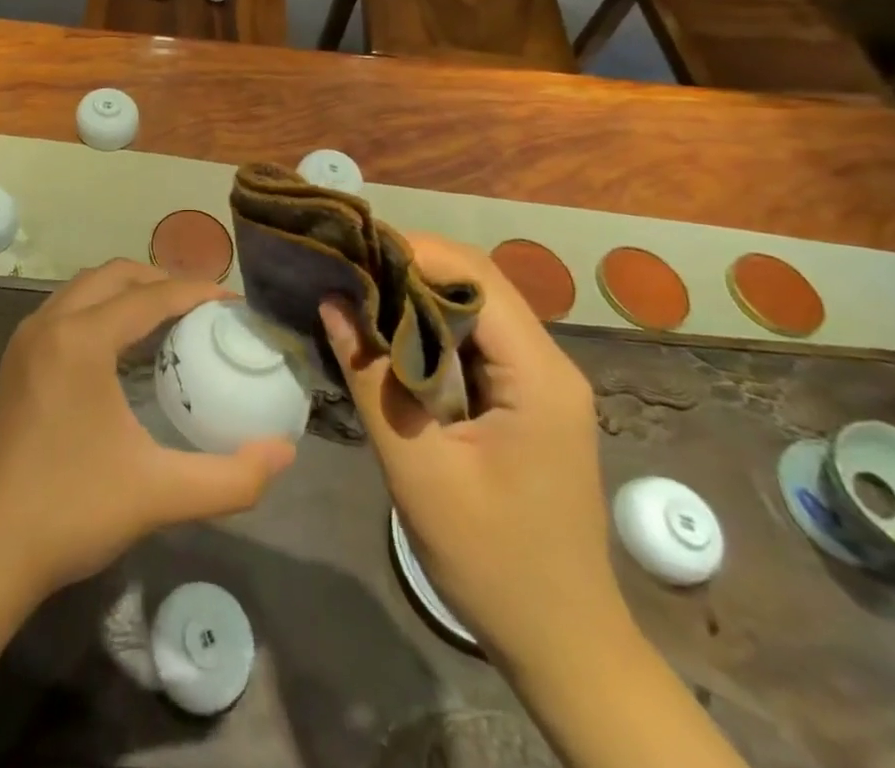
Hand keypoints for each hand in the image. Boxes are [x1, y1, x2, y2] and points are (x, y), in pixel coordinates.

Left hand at [0, 261, 295, 601]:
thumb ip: (231, 478)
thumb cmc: (70, 512)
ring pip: (85, 288)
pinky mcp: (15, 362)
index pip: (150, 296)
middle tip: (203, 306)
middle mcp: (50, 323)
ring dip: (127, 290)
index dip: (196, 292)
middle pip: (114, 275)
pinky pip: (66, 309)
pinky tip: (122, 346)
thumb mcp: (159, 494)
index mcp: (81, 339)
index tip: (233, 303)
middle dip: (161, 280)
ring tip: (168, 317)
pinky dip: (101, 308)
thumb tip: (284, 453)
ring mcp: (26, 340)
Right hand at [321, 233, 624, 669]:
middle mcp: (548, 363)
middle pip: (477, 282)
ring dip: (417, 293)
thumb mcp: (417, 468)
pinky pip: (476, 341)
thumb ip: (371, 377)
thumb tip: (332, 302)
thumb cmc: (492, 560)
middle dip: (410, 265)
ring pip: (475, 307)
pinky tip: (388, 332)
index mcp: (537, 374)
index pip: (474, 276)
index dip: (412, 251)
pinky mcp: (527, 399)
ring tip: (357, 289)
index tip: (352, 252)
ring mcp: (541, 381)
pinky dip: (430, 326)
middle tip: (346, 268)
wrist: (563, 643)